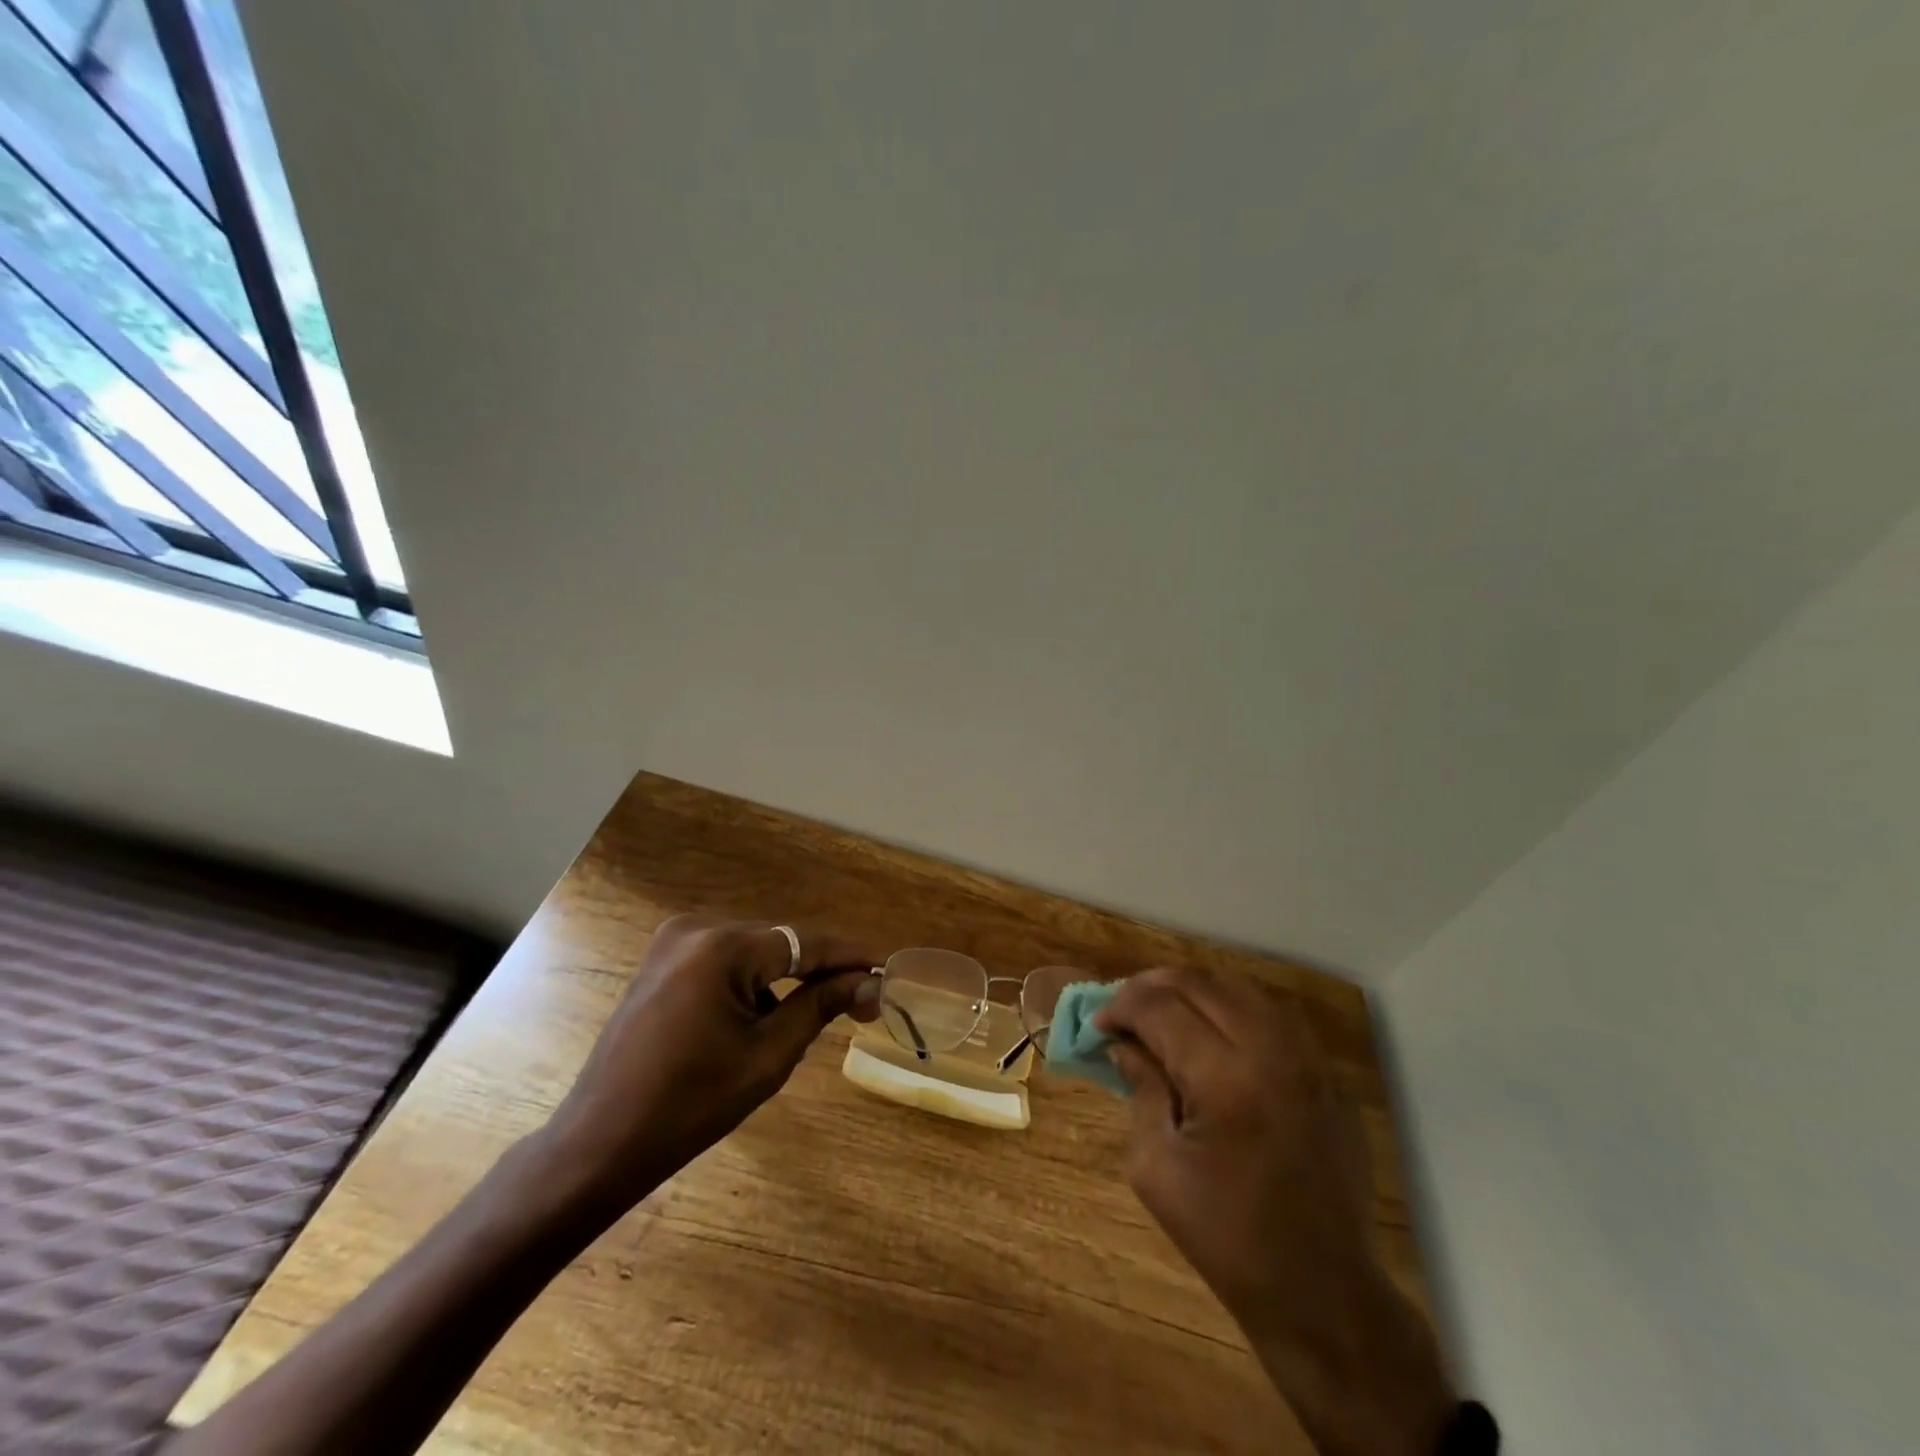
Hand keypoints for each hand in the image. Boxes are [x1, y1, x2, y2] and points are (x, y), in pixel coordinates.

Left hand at [539, 915, 880, 1220]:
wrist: (600, 1144)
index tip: (884, 971)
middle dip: (817, 970)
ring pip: (752, 952)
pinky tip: (757, 1019)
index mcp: (721, 948)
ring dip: (782, 979)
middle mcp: (696, 928)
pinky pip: (723, 961)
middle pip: (778, 943)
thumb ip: (821, 1006)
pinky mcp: (660, 962)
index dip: (848, 957)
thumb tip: (869, 983)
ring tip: (809, 1016)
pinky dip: (749, 983)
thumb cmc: (690, 1105)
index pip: (804, 942)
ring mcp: (672, 943)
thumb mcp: (768, 1056)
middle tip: (857, 1001)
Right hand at [1098, 966, 1455, 1455]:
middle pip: (1197, 983)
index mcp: (1225, 1079)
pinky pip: (1270, 1013)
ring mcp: (1307, 1058)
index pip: (1160, 1008)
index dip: (1121, 1006)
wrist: (1323, 1291)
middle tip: (1123, 1011)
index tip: (1099, 1024)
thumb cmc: (1226, 1238)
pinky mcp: (1326, 1072)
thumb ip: (1140, 1089)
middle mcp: (1270, 1051)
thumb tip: (1124, 1043)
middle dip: (1150, 987)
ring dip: (1190, 991)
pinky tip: (1211, 1032)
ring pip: (1235, 987)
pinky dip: (1230, 1008)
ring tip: (1162, 1014)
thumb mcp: (1156, 1168)